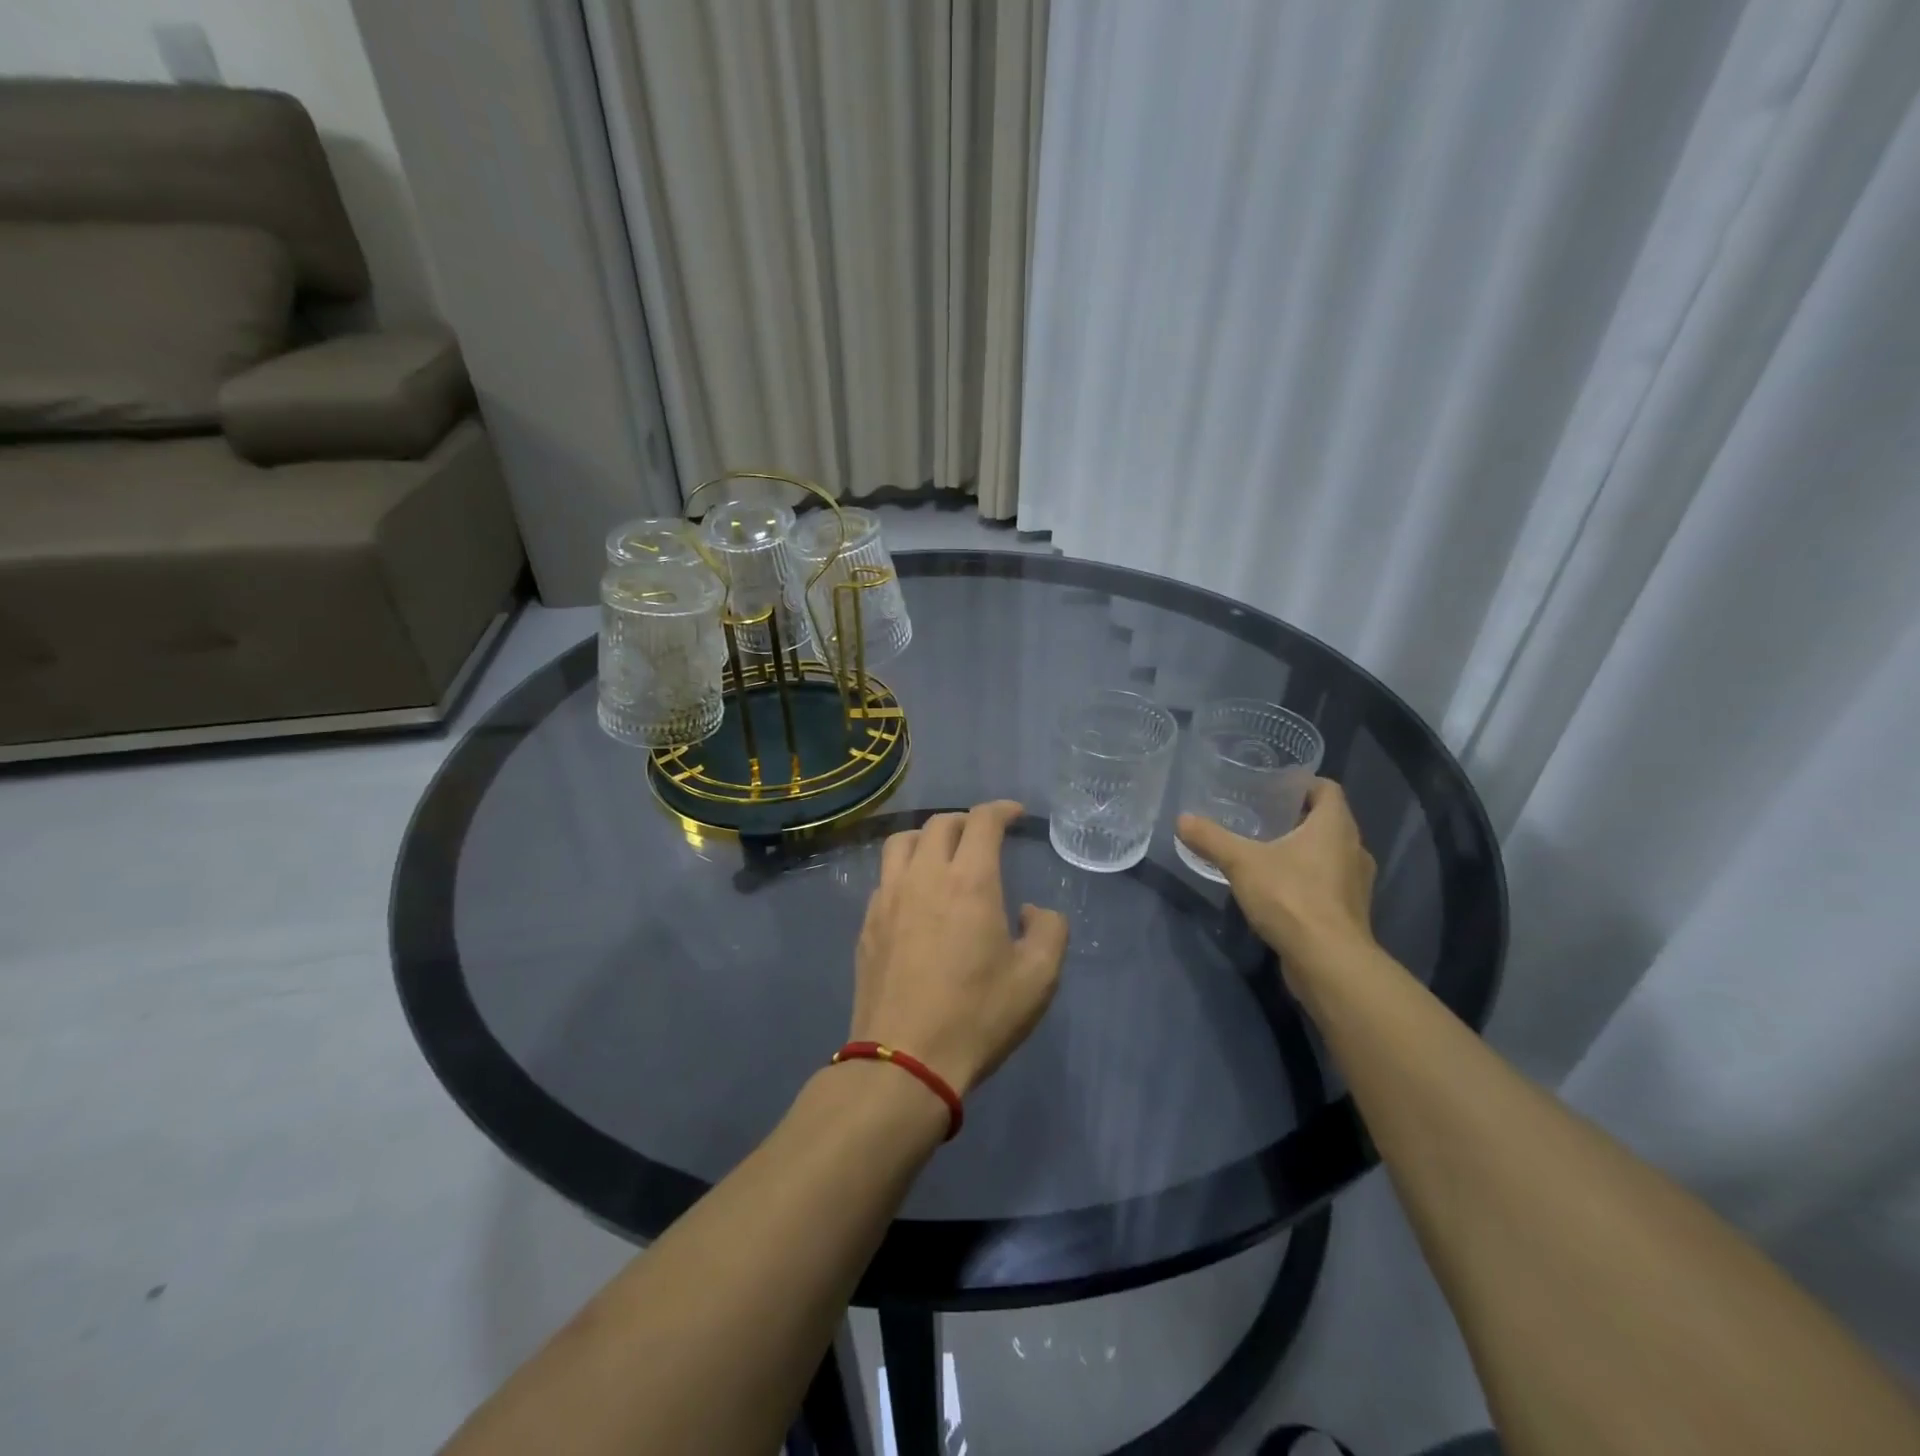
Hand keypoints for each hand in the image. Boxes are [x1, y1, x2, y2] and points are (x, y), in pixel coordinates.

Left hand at [850, 801, 1068, 1096]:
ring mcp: (888, 898)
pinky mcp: (867, 923)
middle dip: (966, 821)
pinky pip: (884, 877)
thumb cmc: (977, 1016)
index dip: (1001, 810)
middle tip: (983, 837)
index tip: (1014, 815)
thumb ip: (1048, 930)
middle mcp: (924, 876)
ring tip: (942, 854)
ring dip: (926, 837)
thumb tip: (1031, 910)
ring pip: (901, 842)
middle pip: (939, 824)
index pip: (982, 821)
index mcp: (969, 881)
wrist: (905, 1060)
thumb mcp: (1038, 978)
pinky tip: (915, 896)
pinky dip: (904, 870)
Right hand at [1177, 778, 1377, 984]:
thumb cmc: (1291, 897)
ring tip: (1267, 851)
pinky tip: (1279, 888)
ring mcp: (1356, 883)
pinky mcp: (1350, 911)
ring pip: (1330, 853)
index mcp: (1335, 825)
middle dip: (1297, 817)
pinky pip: (1329, 882)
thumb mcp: (1241, 863)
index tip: (1272, 787)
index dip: (1302, 783)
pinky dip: (1308, 878)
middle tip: (1260, 816)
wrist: (1328, 961)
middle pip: (1328, 821)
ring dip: (1304, 850)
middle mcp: (1354, 848)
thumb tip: (1182, 819)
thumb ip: (1211, 839)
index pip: (1327, 788)